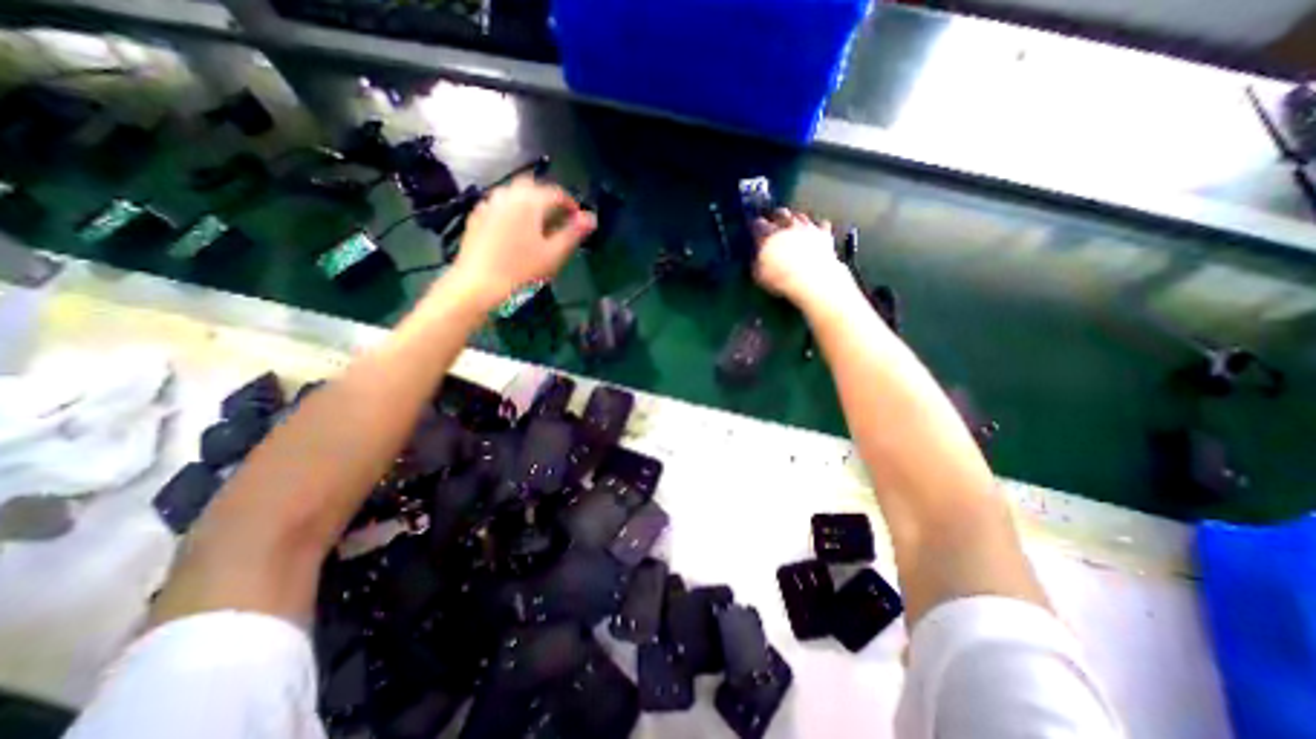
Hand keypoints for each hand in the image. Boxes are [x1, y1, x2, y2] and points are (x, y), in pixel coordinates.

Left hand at [451, 172, 599, 308]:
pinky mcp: (476, 217)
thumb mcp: (554, 255)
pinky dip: (512, 211)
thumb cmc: (521, 272)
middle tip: (559, 220)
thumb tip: (591, 218)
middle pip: (533, 187)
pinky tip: (515, 232)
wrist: (477, 287)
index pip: (556, 193)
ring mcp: (488, 204)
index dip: (571, 205)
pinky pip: (499, 205)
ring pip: (514, 194)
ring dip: (530, 203)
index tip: (579, 221)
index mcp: (529, 202)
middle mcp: (507, 195)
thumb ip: (573, 233)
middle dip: (549, 199)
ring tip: (539, 226)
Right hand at [751, 207, 854, 309]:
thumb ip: (756, 262)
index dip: (755, 225)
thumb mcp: (758, 275)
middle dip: (776, 216)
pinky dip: (818, 227)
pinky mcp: (824, 234)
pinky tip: (816, 231)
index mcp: (768, 235)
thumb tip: (757, 257)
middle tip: (773, 220)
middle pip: (781, 213)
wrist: (812, 280)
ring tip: (793, 224)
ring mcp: (808, 228)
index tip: (753, 228)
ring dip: (795, 218)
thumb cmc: (780, 279)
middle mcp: (787, 226)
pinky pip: (822, 225)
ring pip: (800, 216)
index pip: (758, 224)